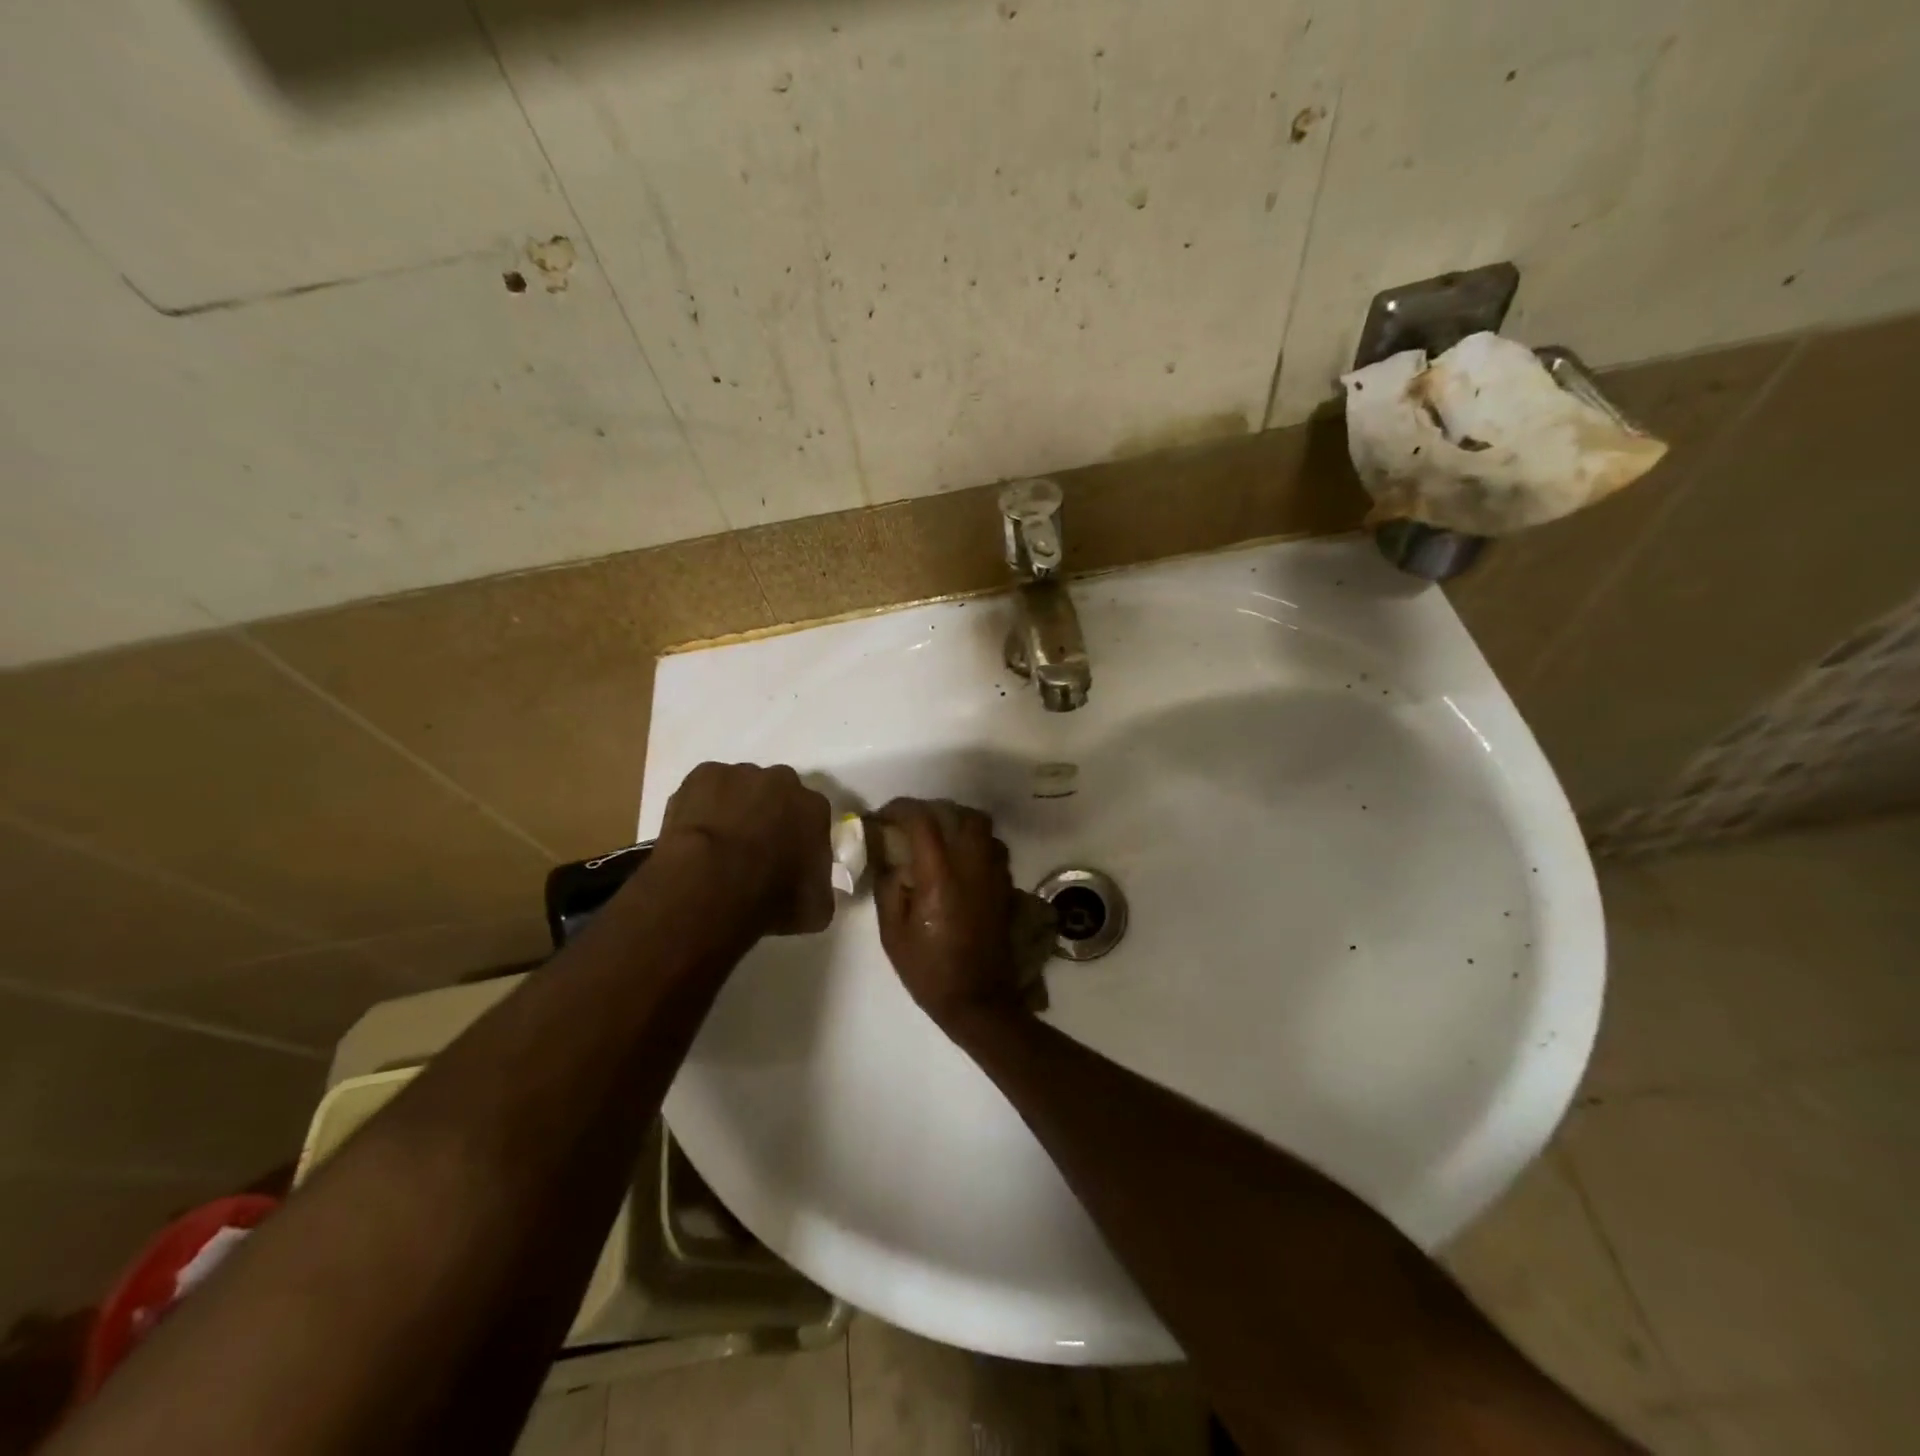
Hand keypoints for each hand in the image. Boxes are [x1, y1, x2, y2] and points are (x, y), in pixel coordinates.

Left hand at [660, 762, 832, 935]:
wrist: (712, 884)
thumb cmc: (772, 898)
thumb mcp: (816, 908)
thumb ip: (820, 888)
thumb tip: (813, 887)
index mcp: (815, 808)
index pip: (812, 818)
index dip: (798, 838)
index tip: (786, 860)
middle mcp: (783, 781)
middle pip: (777, 794)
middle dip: (768, 815)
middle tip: (751, 850)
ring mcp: (740, 774)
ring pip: (740, 788)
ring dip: (734, 808)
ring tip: (717, 845)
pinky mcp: (703, 774)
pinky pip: (705, 789)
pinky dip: (701, 806)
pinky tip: (695, 833)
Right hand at [873, 798, 1025, 1028]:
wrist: (978, 1000)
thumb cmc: (929, 971)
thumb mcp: (893, 933)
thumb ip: (888, 888)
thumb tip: (889, 859)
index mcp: (940, 876)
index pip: (923, 822)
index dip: (900, 809)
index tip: (884, 817)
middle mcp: (972, 866)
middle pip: (961, 815)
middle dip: (933, 811)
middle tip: (912, 825)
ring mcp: (994, 875)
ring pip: (983, 827)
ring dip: (959, 823)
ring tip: (938, 839)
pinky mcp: (1005, 887)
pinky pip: (994, 848)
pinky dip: (976, 843)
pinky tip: (959, 861)